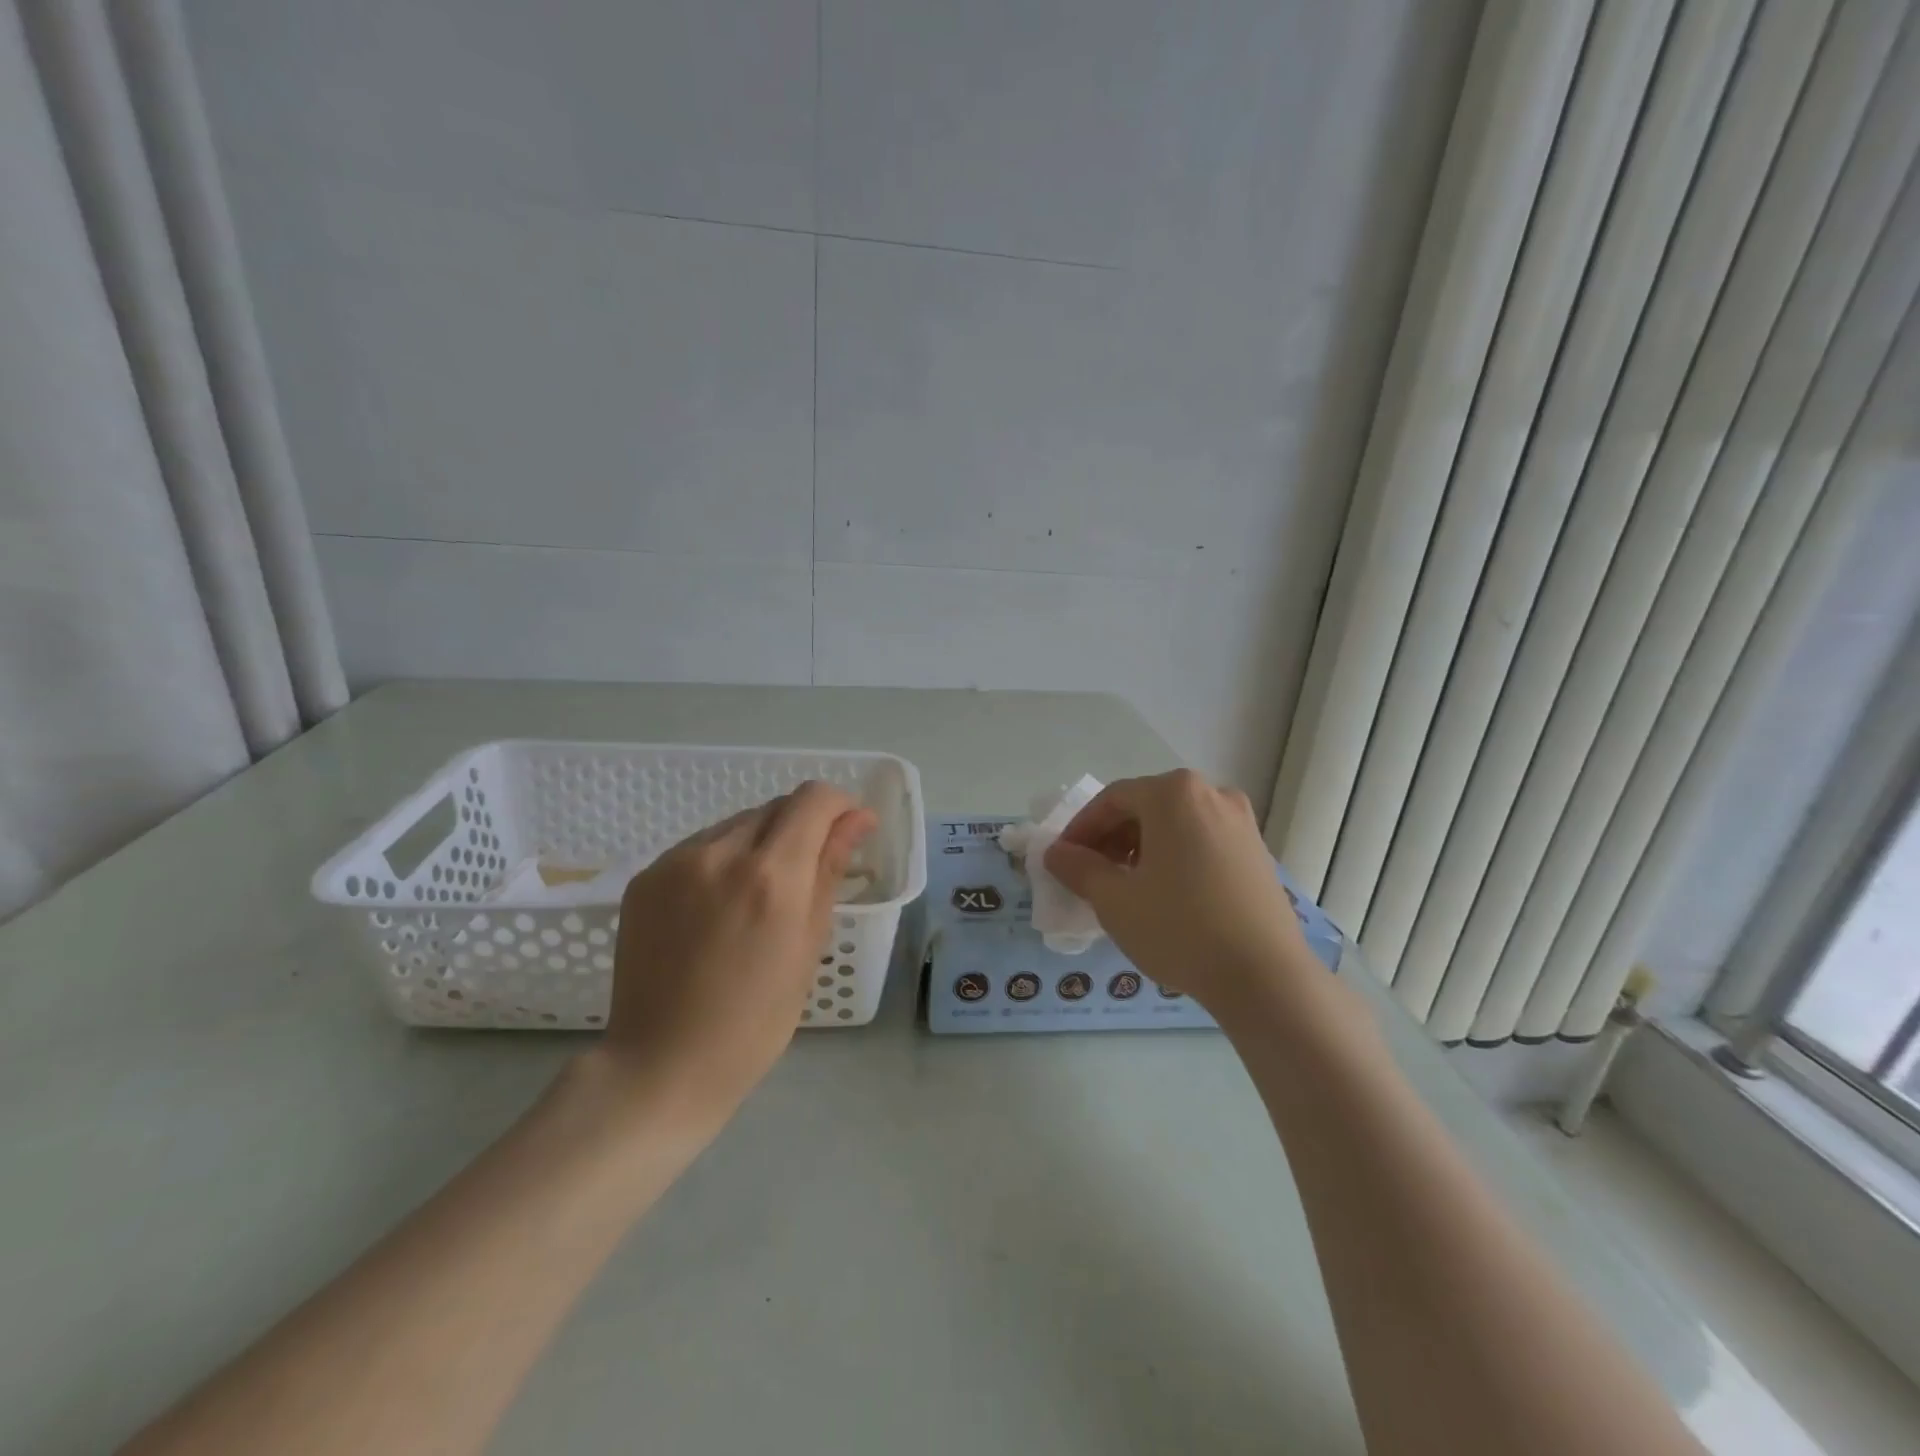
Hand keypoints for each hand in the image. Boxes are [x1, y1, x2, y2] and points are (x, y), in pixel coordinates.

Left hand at [598, 782, 875, 1122]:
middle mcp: (721, 853)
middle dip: (801, 827)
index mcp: (772, 876)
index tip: (846, 834)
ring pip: (737, 823)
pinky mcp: (646, 875)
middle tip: (804, 877)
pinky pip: (700, 846)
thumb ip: (830, 869)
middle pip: (775, 807)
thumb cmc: (756, 1020)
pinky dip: (722, 860)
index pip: (814, 799)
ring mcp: (676, 862)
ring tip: (756, 897)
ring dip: (760, 842)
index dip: (839, 807)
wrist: (662, 1063)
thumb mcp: (809, 945)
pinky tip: (718, 907)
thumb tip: (857, 818)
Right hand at [1043, 769, 1310, 1012]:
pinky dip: (1174, 857)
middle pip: (1145, 807)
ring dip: (1141, 848)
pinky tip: (1165, 895)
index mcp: (1174, 793)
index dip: (1080, 829)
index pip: (1112, 800)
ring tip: (1125, 887)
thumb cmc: (1180, 928)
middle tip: (1090, 875)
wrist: (1265, 977)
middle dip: (1111, 838)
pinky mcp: (1257, 852)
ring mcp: (1241, 822)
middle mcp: (1212, 794)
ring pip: (1175, 825)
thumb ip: (1078, 868)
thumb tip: (1056, 853)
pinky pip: (1201, 841)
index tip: (1062, 860)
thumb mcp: (1115, 900)